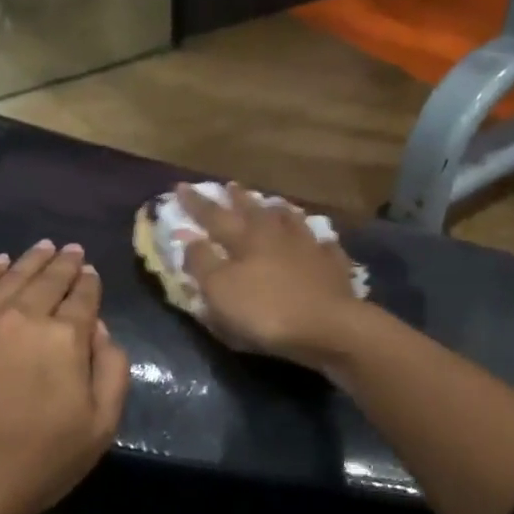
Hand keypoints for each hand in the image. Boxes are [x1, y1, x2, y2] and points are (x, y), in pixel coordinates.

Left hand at [0, 241, 128, 513]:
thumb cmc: (37, 463)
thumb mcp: (100, 427)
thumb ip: (112, 371)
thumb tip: (99, 329)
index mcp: (65, 338)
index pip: (83, 298)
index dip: (89, 283)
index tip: (90, 273)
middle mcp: (23, 316)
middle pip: (48, 280)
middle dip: (64, 264)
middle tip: (72, 251)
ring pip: (11, 276)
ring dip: (30, 260)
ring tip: (43, 247)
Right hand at [174, 182, 369, 366]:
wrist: (329, 327)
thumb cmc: (266, 311)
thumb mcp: (220, 290)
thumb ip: (202, 262)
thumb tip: (188, 238)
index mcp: (245, 239)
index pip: (214, 216)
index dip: (196, 203)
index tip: (180, 187)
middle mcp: (276, 235)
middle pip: (254, 212)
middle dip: (238, 199)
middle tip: (229, 186)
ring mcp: (309, 248)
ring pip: (291, 221)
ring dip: (278, 211)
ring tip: (273, 204)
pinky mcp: (333, 267)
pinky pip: (324, 246)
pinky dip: (317, 240)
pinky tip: (319, 240)